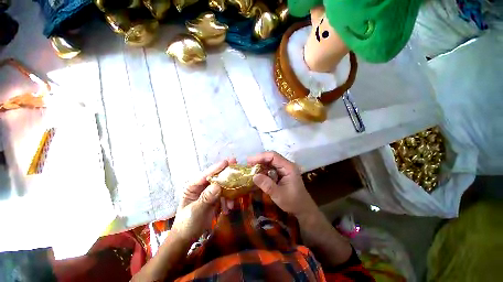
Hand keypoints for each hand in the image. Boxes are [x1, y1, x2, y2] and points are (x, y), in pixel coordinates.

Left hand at [171, 160, 227, 241]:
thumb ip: (206, 198)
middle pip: (216, 177)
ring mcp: (209, 192)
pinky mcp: (215, 198)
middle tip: (236, 166)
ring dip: (229, 192)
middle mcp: (202, 186)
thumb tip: (217, 186)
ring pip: (222, 186)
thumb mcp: (195, 212)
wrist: (187, 237)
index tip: (227, 162)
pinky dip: (228, 200)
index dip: (216, 168)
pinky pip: (225, 194)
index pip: (206, 175)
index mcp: (193, 186)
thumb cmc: (187, 224)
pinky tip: (228, 208)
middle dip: (226, 174)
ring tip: (231, 203)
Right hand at [248, 151, 317, 216]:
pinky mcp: (282, 173)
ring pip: (270, 162)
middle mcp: (286, 165)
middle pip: (271, 157)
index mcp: (288, 167)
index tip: (249, 161)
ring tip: (250, 168)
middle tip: (247, 164)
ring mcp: (284, 169)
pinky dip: (263, 169)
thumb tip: (254, 176)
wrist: (303, 209)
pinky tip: (257, 173)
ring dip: (260, 164)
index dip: (260, 157)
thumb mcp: (279, 195)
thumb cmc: (293, 202)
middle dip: (259, 159)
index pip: (273, 156)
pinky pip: (271, 168)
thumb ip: (267, 185)